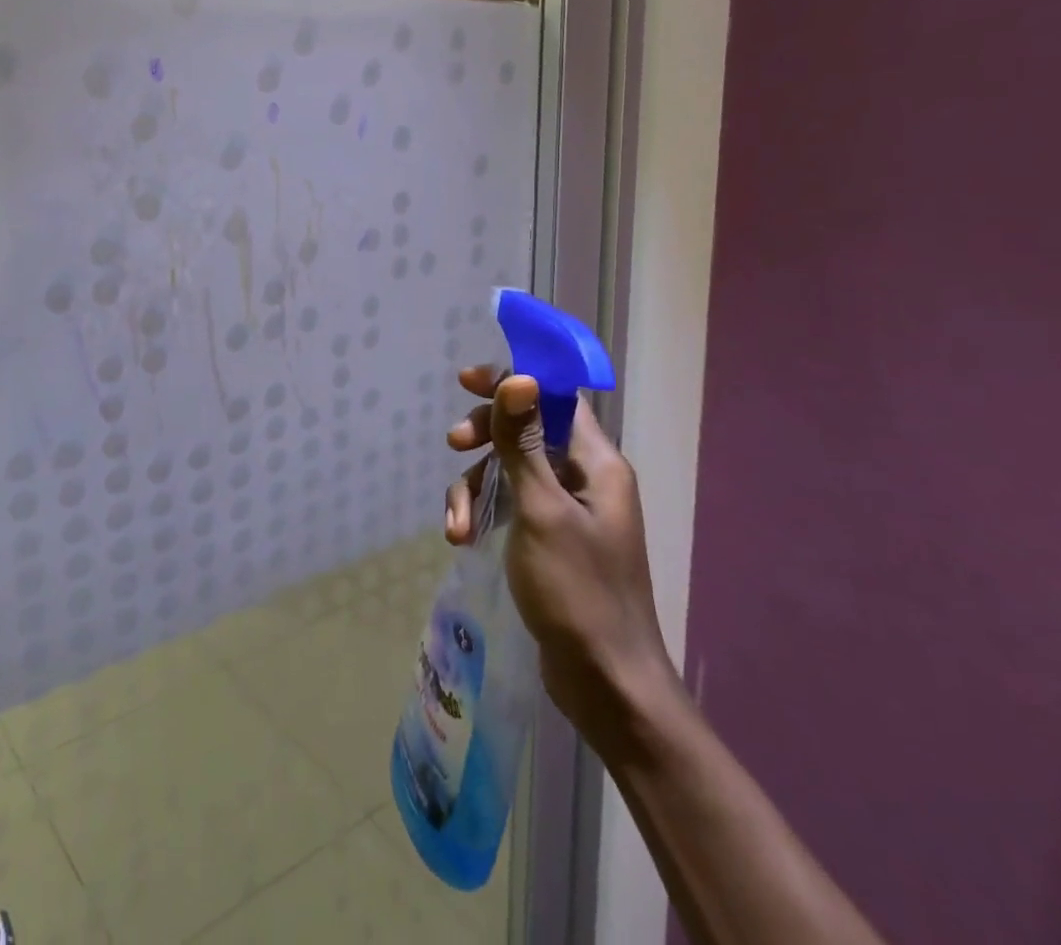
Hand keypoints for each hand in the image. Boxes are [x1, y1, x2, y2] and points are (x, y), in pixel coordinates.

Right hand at [444, 367, 678, 743]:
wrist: (605, 683)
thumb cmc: (577, 589)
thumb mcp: (541, 509)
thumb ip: (524, 442)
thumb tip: (518, 377)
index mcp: (596, 463)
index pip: (554, 396)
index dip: (513, 381)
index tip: (467, 382)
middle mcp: (584, 478)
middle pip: (525, 429)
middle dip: (485, 436)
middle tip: (455, 445)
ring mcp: (565, 510)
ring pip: (509, 470)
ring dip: (475, 488)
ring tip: (456, 525)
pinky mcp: (546, 538)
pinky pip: (507, 505)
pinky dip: (481, 514)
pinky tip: (461, 539)